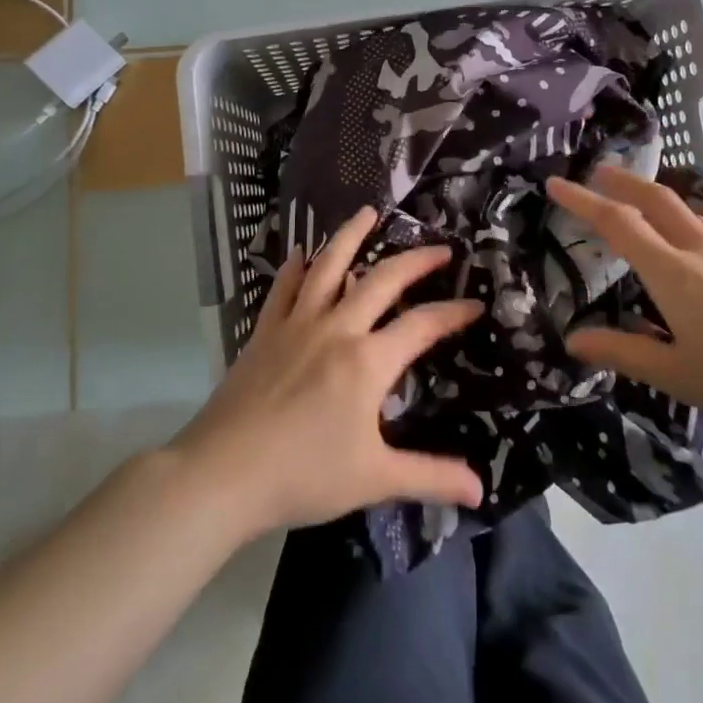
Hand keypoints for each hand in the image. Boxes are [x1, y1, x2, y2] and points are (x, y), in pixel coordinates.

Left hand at [170, 208, 485, 537]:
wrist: (222, 474)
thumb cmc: (304, 476)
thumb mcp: (374, 479)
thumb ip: (430, 477)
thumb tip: (480, 490)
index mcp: (368, 361)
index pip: (422, 325)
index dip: (453, 312)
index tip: (475, 303)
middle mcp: (337, 328)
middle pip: (382, 280)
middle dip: (415, 260)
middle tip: (440, 247)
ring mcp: (297, 324)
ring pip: (328, 267)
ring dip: (350, 236)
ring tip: (368, 212)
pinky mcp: (265, 332)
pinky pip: (282, 288)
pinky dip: (293, 267)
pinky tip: (299, 251)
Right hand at [546, 166, 702, 442]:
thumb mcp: (677, 374)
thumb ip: (623, 352)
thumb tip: (574, 340)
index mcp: (672, 271)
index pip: (617, 222)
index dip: (582, 200)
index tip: (555, 183)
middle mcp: (697, 248)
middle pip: (653, 198)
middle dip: (620, 180)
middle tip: (595, 171)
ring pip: (681, 207)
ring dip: (650, 192)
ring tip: (632, 194)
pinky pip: (701, 222)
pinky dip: (676, 213)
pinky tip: (682, 234)